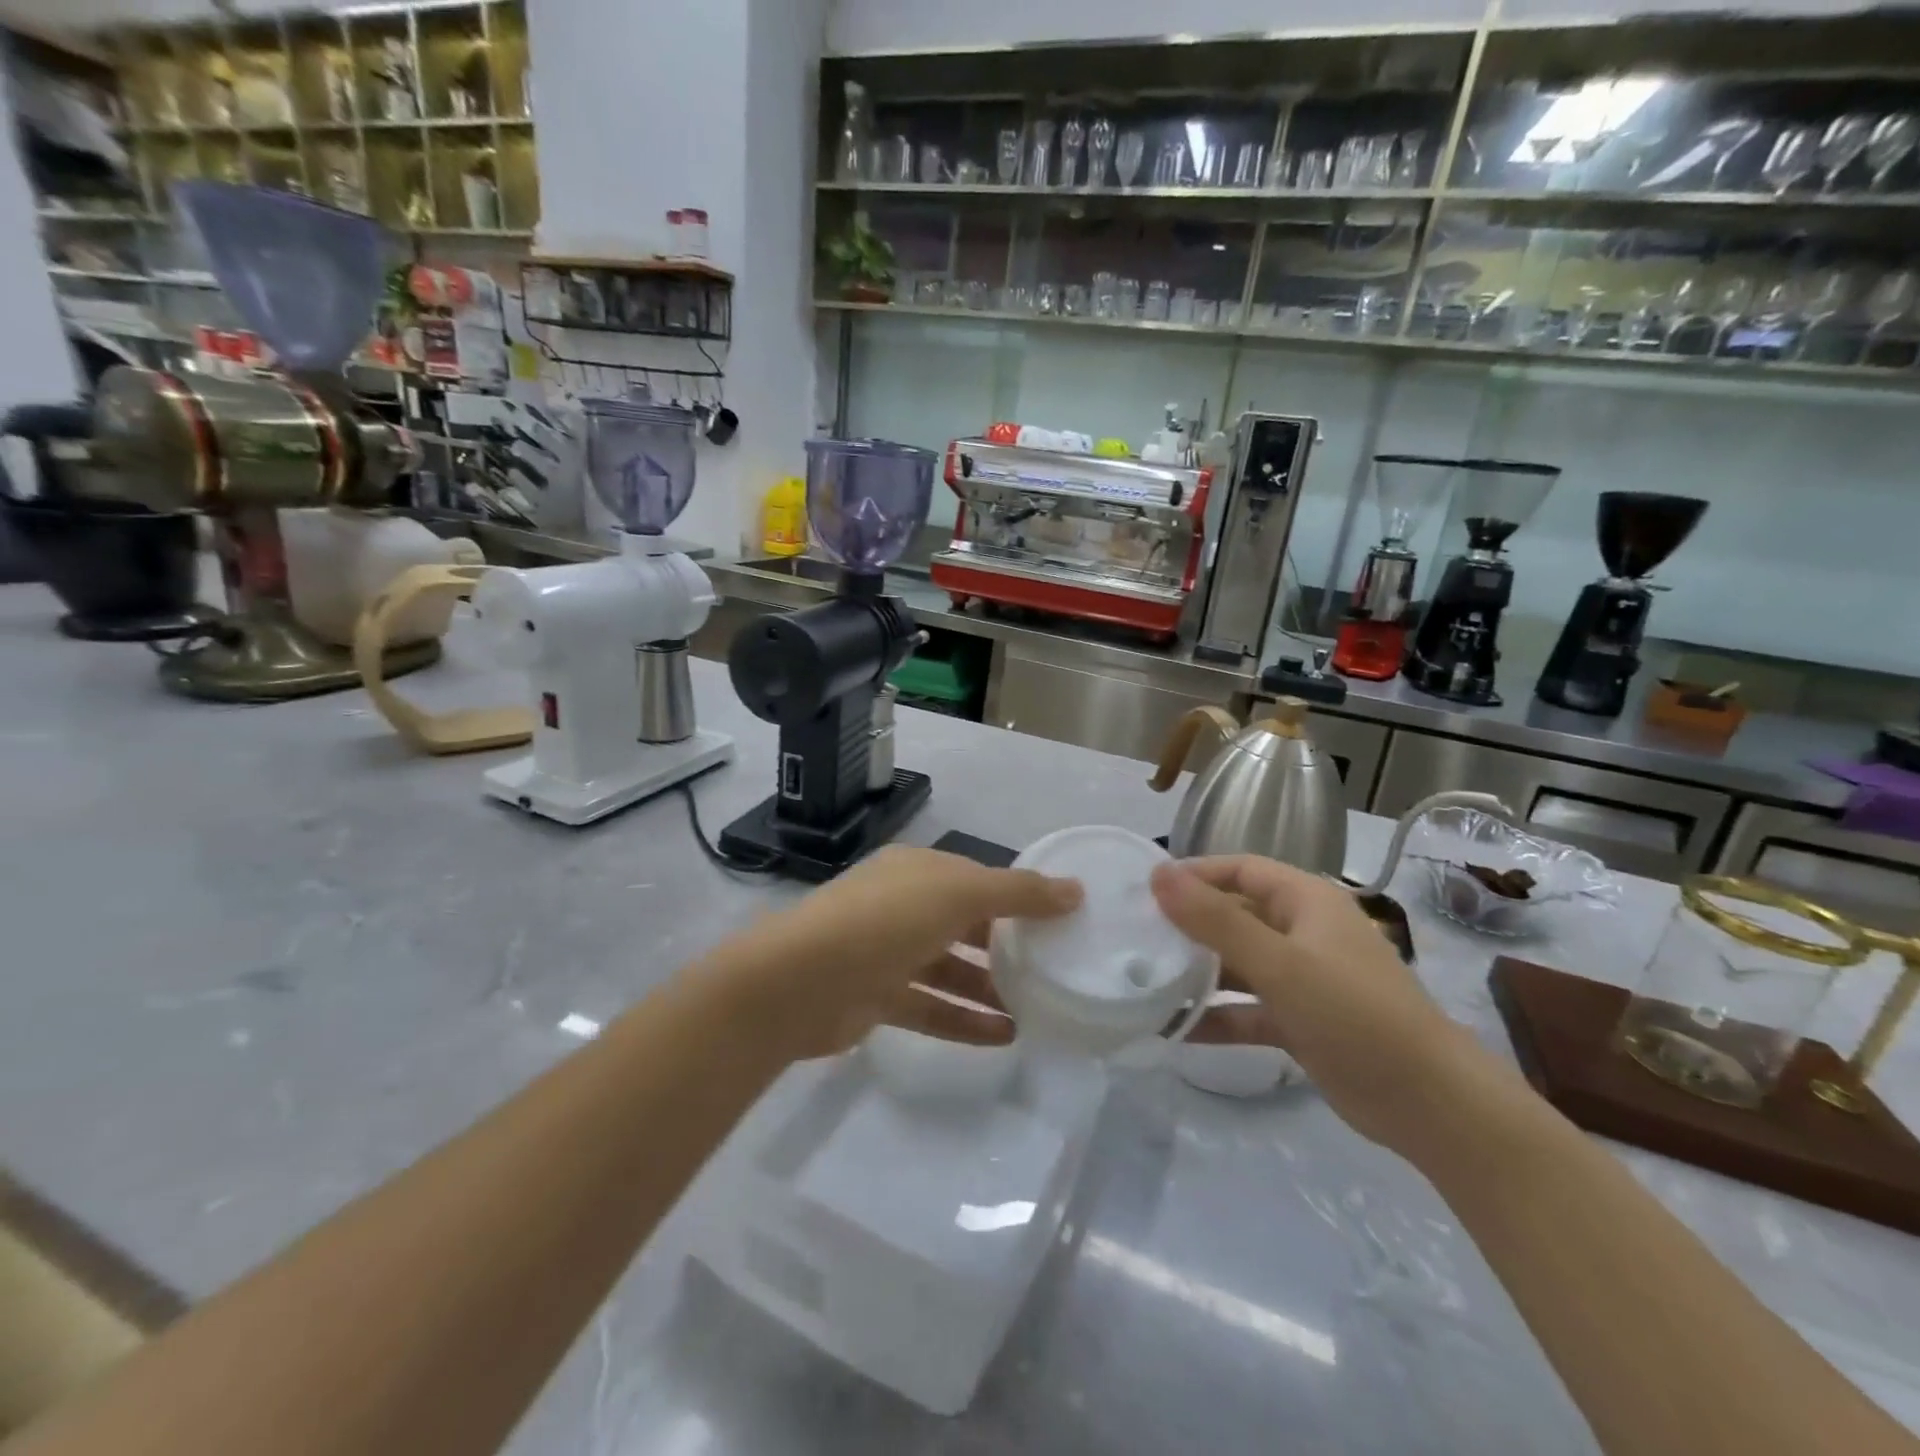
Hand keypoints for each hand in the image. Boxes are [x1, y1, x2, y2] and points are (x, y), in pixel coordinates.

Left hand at [720, 846, 1080, 1061]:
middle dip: (1005, 945)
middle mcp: (901, 906)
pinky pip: (930, 1007)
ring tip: (1037, 1009)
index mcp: (917, 871)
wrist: (799, 981)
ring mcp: (886, 953)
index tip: (1059, 920)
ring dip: (989, 988)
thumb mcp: (959, 894)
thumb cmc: (886, 921)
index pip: (976, 879)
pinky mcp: (875, 998)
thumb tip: (1075, 890)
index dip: (1017, 896)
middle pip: (963, 924)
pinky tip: (1005, 1037)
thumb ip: (1018, 893)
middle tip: (1052, 968)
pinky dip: (964, 1020)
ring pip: (949, 969)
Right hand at [1150, 855, 1499, 1152]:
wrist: (1431, 1105)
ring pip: (1239, 965)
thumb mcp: (1279, 963)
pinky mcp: (1302, 1022)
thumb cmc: (1354, 1014)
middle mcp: (1304, 933)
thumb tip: (1159, 874)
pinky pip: (1248, 1010)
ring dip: (1198, 974)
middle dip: (1189, 926)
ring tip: (1144, 981)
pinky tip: (1174, 1029)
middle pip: (1236, 916)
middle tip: (1135, 937)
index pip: (1241, 870)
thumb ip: (1215, 920)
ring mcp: (1304, 980)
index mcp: (1307, 901)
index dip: (1195, 874)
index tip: (1146, 890)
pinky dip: (1217, 1017)